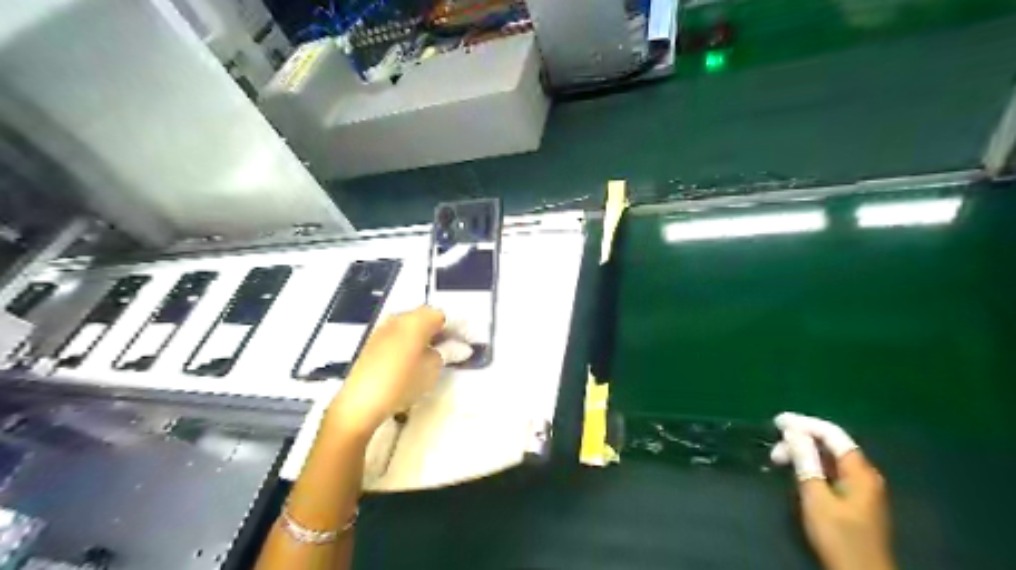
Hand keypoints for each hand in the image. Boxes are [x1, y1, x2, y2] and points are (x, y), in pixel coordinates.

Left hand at [325, 308, 471, 435]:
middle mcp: (399, 318)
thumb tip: (459, 347)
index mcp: (416, 320)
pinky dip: (411, 342)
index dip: (457, 327)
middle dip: (441, 330)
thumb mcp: (432, 368)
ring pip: (411, 326)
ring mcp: (383, 329)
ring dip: (425, 335)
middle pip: (425, 317)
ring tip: (436, 354)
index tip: (467, 342)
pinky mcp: (373, 343)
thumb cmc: (402, 382)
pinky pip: (399, 335)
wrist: (360, 402)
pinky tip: (415, 359)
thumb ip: (447, 352)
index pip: (443, 315)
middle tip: (454, 347)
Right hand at [776, 411, 890, 569]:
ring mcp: (861, 487)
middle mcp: (864, 474)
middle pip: (830, 444)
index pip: (831, 433)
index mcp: (859, 470)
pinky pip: (831, 471)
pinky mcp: (855, 499)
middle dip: (800, 441)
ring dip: (803, 454)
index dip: (803, 423)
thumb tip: (793, 430)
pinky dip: (812, 466)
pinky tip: (796, 471)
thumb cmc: (837, 535)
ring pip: (829, 458)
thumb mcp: (815, 496)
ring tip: (779, 461)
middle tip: (774, 450)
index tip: (777, 421)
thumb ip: (805, 460)